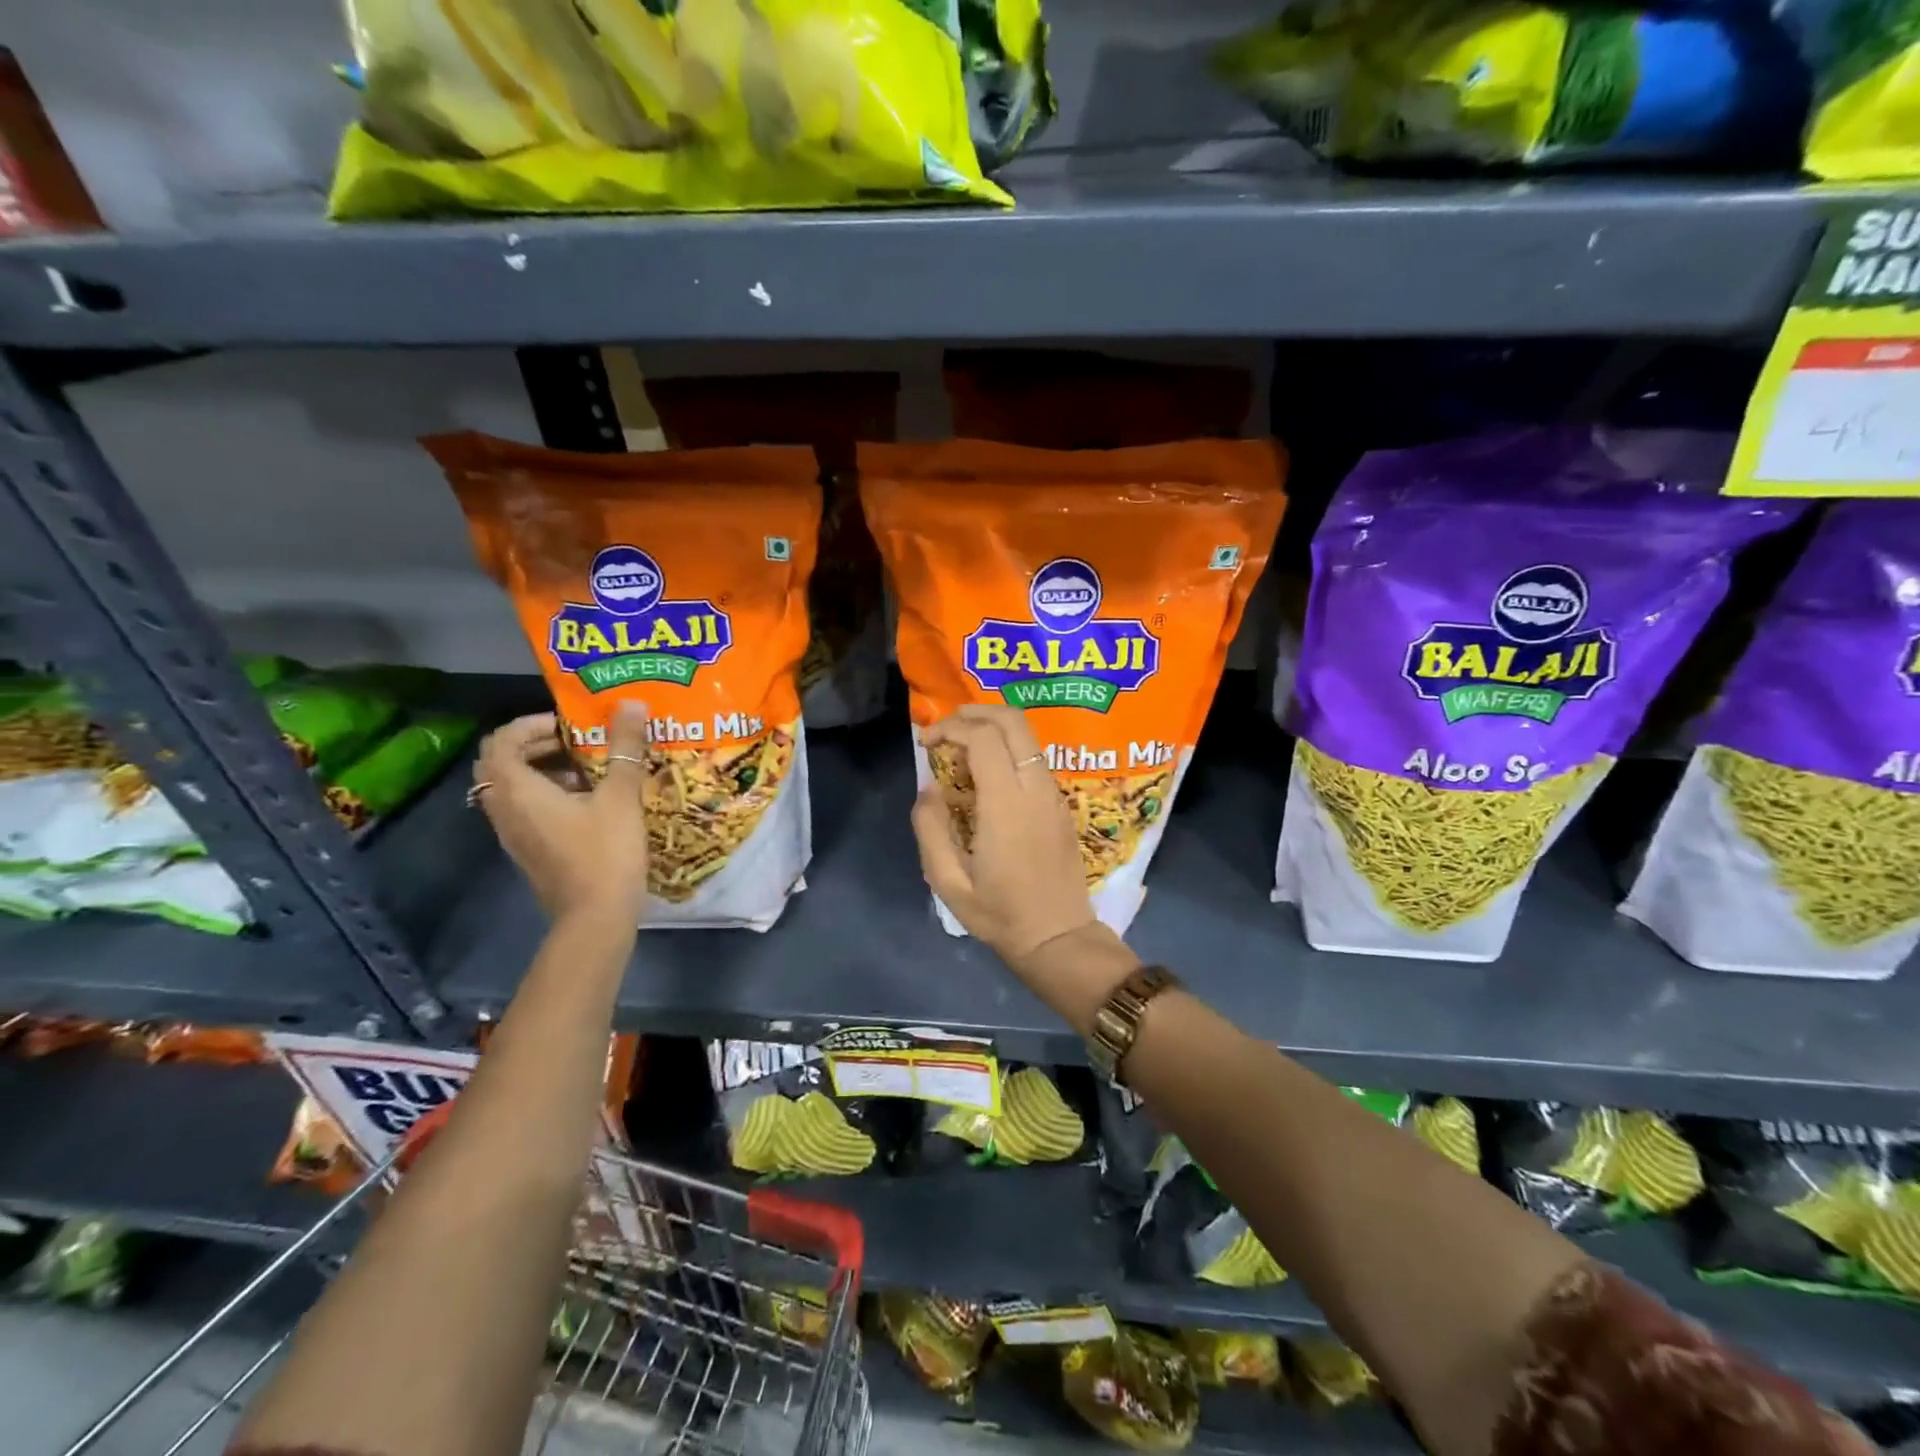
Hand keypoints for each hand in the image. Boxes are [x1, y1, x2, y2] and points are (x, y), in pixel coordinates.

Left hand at [474, 705, 648, 923]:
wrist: (595, 918)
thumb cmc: (605, 852)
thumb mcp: (621, 796)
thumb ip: (625, 748)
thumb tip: (632, 703)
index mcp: (518, 790)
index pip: (501, 740)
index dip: (531, 724)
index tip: (570, 724)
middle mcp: (505, 809)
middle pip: (502, 762)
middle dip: (537, 744)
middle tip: (579, 740)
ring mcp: (513, 834)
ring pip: (514, 787)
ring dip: (544, 769)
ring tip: (590, 768)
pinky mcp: (529, 850)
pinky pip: (526, 809)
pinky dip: (548, 794)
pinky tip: (590, 801)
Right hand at [912, 706, 1135, 1023]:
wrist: (1059, 938)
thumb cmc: (1000, 915)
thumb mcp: (948, 882)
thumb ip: (931, 828)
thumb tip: (928, 788)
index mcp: (1006, 805)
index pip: (983, 738)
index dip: (951, 728)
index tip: (927, 743)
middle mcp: (1036, 788)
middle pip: (1013, 721)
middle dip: (976, 712)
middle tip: (946, 729)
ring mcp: (1054, 794)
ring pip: (1028, 736)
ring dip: (993, 728)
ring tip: (962, 747)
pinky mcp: (1062, 803)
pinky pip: (1034, 758)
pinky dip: (1008, 747)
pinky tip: (987, 772)